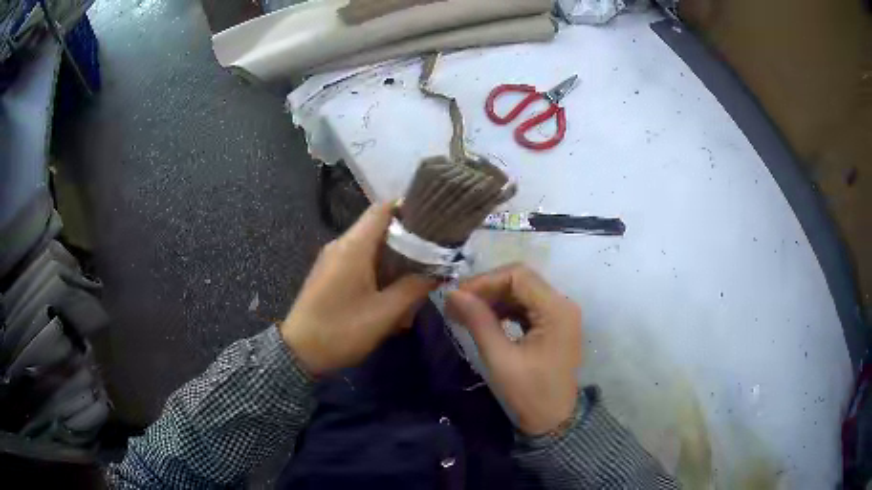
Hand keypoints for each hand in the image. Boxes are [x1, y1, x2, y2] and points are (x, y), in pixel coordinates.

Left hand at [281, 203, 435, 375]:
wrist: (300, 352)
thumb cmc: (342, 329)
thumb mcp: (385, 312)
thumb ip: (414, 287)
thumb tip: (438, 271)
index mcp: (354, 246)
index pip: (382, 209)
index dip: (408, 208)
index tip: (433, 220)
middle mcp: (341, 245)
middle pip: (378, 228)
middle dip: (406, 240)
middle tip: (431, 256)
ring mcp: (332, 259)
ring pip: (370, 247)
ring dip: (393, 260)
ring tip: (416, 279)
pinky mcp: (329, 274)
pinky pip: (358, 262)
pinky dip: (378, 271)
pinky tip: (391, 294)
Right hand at [446, 264, 581, 435]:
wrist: (553, 421)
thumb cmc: (529, 393)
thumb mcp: (501, 359)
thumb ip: (479, 322)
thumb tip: (453, 294)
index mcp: (557, 310)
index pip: (519, 276)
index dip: (485, 281)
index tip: (457, 296)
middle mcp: (562, 305)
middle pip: (521, 281)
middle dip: (487, 289)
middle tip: (456, 304)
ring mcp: (560, 315)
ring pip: (522, 292)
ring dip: (493, 299)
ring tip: (465, 313)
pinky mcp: (554, 325)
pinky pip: (526, 307)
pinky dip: (504, 310)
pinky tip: (485, 320)